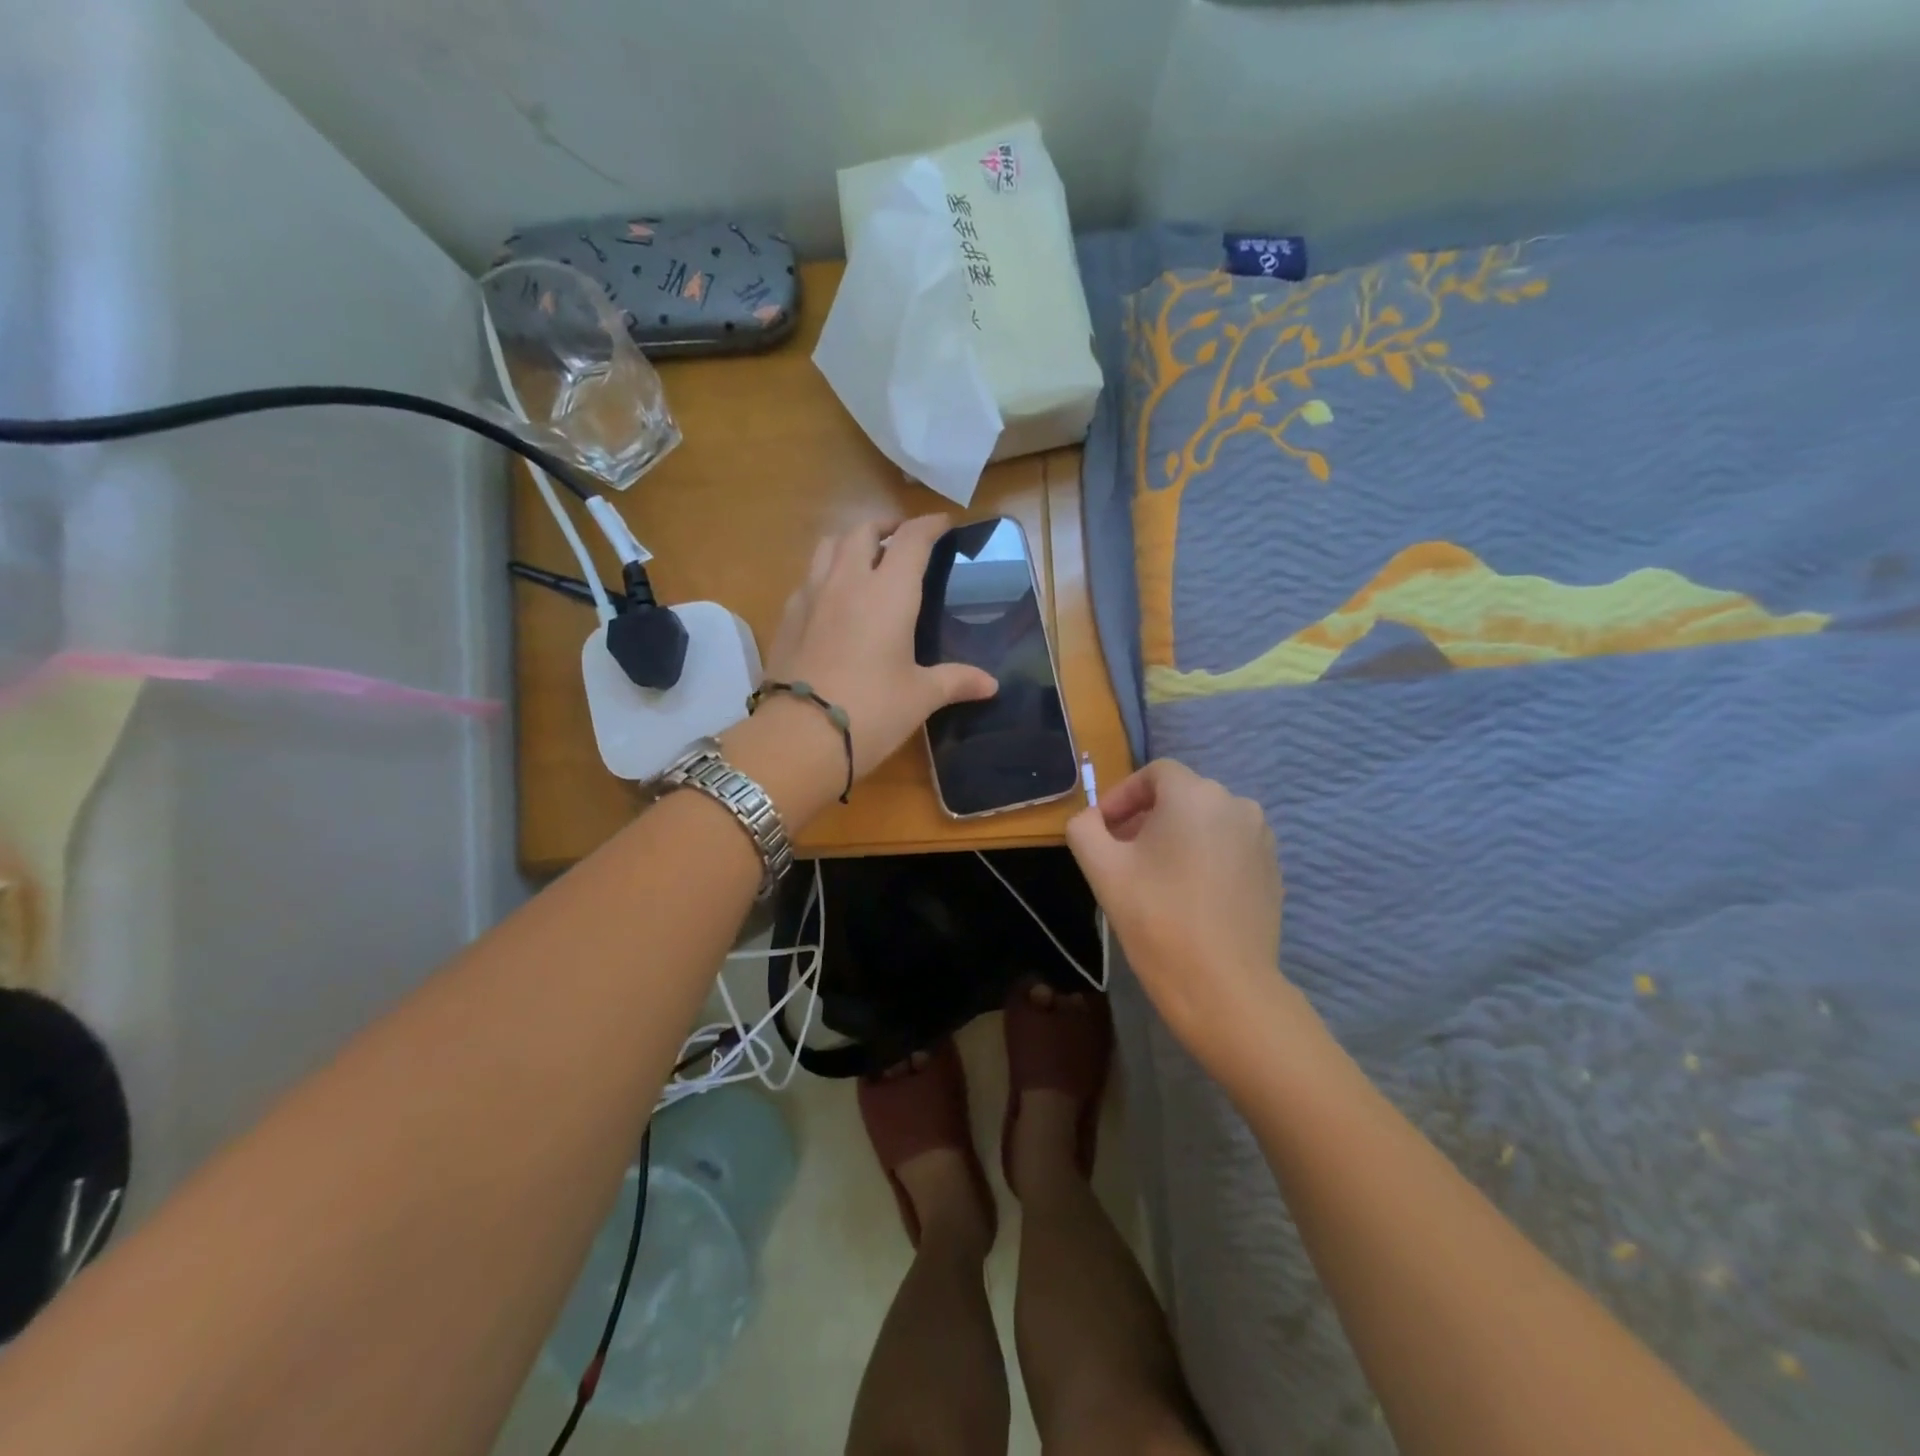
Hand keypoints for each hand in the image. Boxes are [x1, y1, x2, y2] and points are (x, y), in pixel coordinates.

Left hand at [763, 515, 997, 780]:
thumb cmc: (872, 711)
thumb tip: (991, 685)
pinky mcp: (787, 617)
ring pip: (828, 546)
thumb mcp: (921, 697)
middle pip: (863, 531)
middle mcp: (848, 581)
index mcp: (890, 592)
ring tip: (865, 558)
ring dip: (851, 542)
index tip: (942, 523)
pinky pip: (808, 577)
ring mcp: (811, 596)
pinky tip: (833, 598)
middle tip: (902, 540)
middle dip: (886, 527)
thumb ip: (956, 681)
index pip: (911, 539)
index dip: (929, 525)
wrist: (800, 736)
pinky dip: (825, 573)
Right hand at [1066, 759, 1288, 1067]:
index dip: (1122, 796)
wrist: (1222, 985)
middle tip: (1121, 854)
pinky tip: (1188, 895)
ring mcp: (1261, 838)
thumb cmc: (1156, 918)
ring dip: (1176, 836)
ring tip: (1154, 876)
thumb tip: (1091, 819)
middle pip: (1181, 796)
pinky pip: (1229, 847)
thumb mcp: (1101, 868)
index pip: (1154, 774)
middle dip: (1146, 817)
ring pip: (1207, 822)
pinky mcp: (1273, 870)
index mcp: (1195, 795)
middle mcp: (1236, 804)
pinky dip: (1205, 856)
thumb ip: (1085, 827)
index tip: (1104, 830)